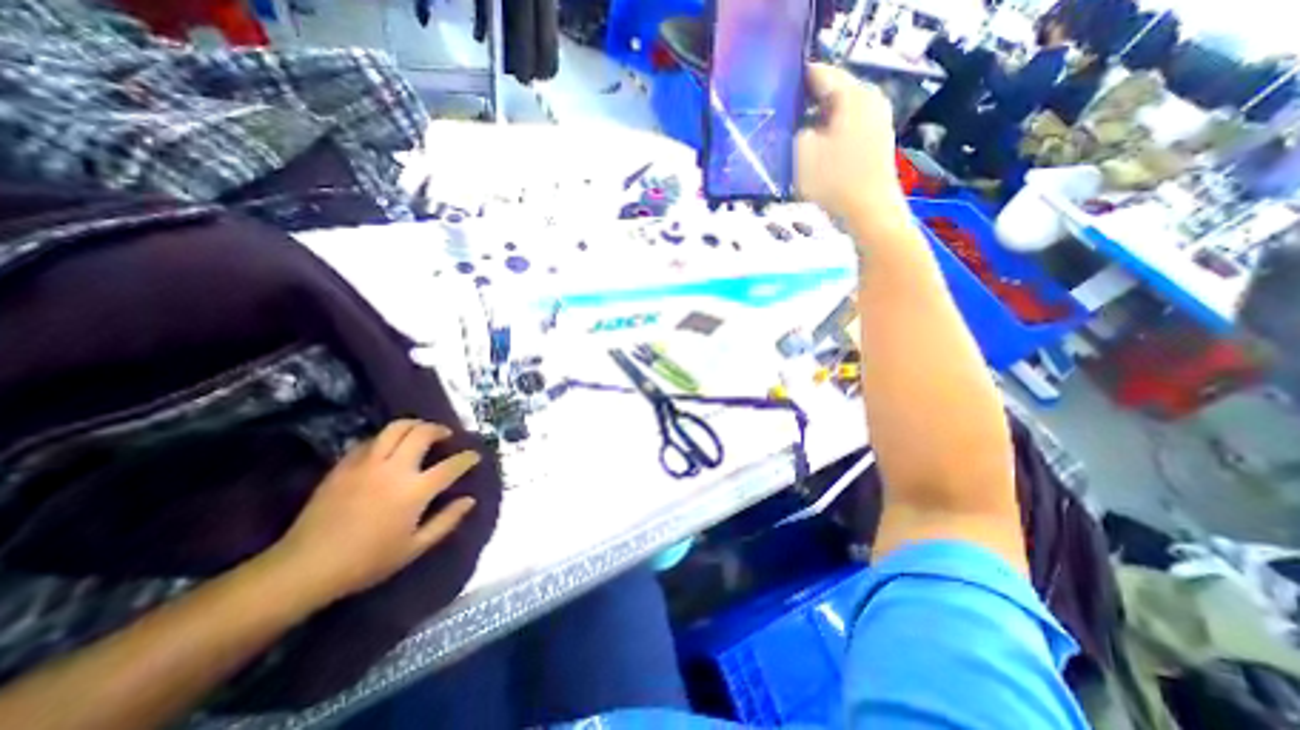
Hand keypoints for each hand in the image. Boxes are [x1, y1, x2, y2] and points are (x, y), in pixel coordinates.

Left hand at [261, 420, 480, 600]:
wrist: (305, 567)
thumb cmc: (367, 561)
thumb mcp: (415, 548)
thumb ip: (446, 521)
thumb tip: (469, 500)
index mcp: (415, 490)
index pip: (451, 465)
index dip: (467, 458)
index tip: (474, 456)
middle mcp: (394, 469)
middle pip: (423, 433)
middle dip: (440, 430)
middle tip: (446, 435)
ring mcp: (367, 464)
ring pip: (396, 428)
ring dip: (414, 425)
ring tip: (421, 432)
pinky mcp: (344, 465)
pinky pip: (371, 440)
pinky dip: (387, 438)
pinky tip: (389, 447)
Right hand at [793, 63, 906, 220]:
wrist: (869, 214)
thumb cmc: (834, 182)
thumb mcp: (801, 154)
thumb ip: (795, 130)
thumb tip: (798, 125)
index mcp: (854, 94)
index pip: (820, 73)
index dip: (794, 82)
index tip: (774, 96)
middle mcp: (871, 99)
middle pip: (831, 92)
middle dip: (805, 105)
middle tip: (781, 121)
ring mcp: (877, 121)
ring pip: (839, 112)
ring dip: (817, 122)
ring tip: (794, 139)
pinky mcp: (876, 142)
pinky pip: (847, 128)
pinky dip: (830, 136)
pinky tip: (816, 153)